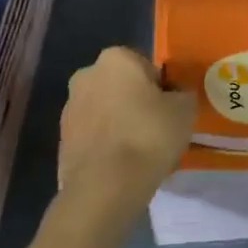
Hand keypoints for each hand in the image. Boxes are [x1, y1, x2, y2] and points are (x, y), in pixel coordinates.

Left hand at [58, 47, 196, 209]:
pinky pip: (93, 138)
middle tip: (155, 132)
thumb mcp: (185, 110)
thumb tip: (177, 96)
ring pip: (105, 113)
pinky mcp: (62, 142)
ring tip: (139, 155)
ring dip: (119, 126)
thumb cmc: (148, 136)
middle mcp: (87, 75)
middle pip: (122, 88)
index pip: (147, 68)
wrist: (104, 189)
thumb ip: (182, 94)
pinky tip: (121, 169)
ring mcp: (70, 109)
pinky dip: (106, 147)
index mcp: (116, 58)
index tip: (170, 113)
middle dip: (136, 105)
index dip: (162, 90)